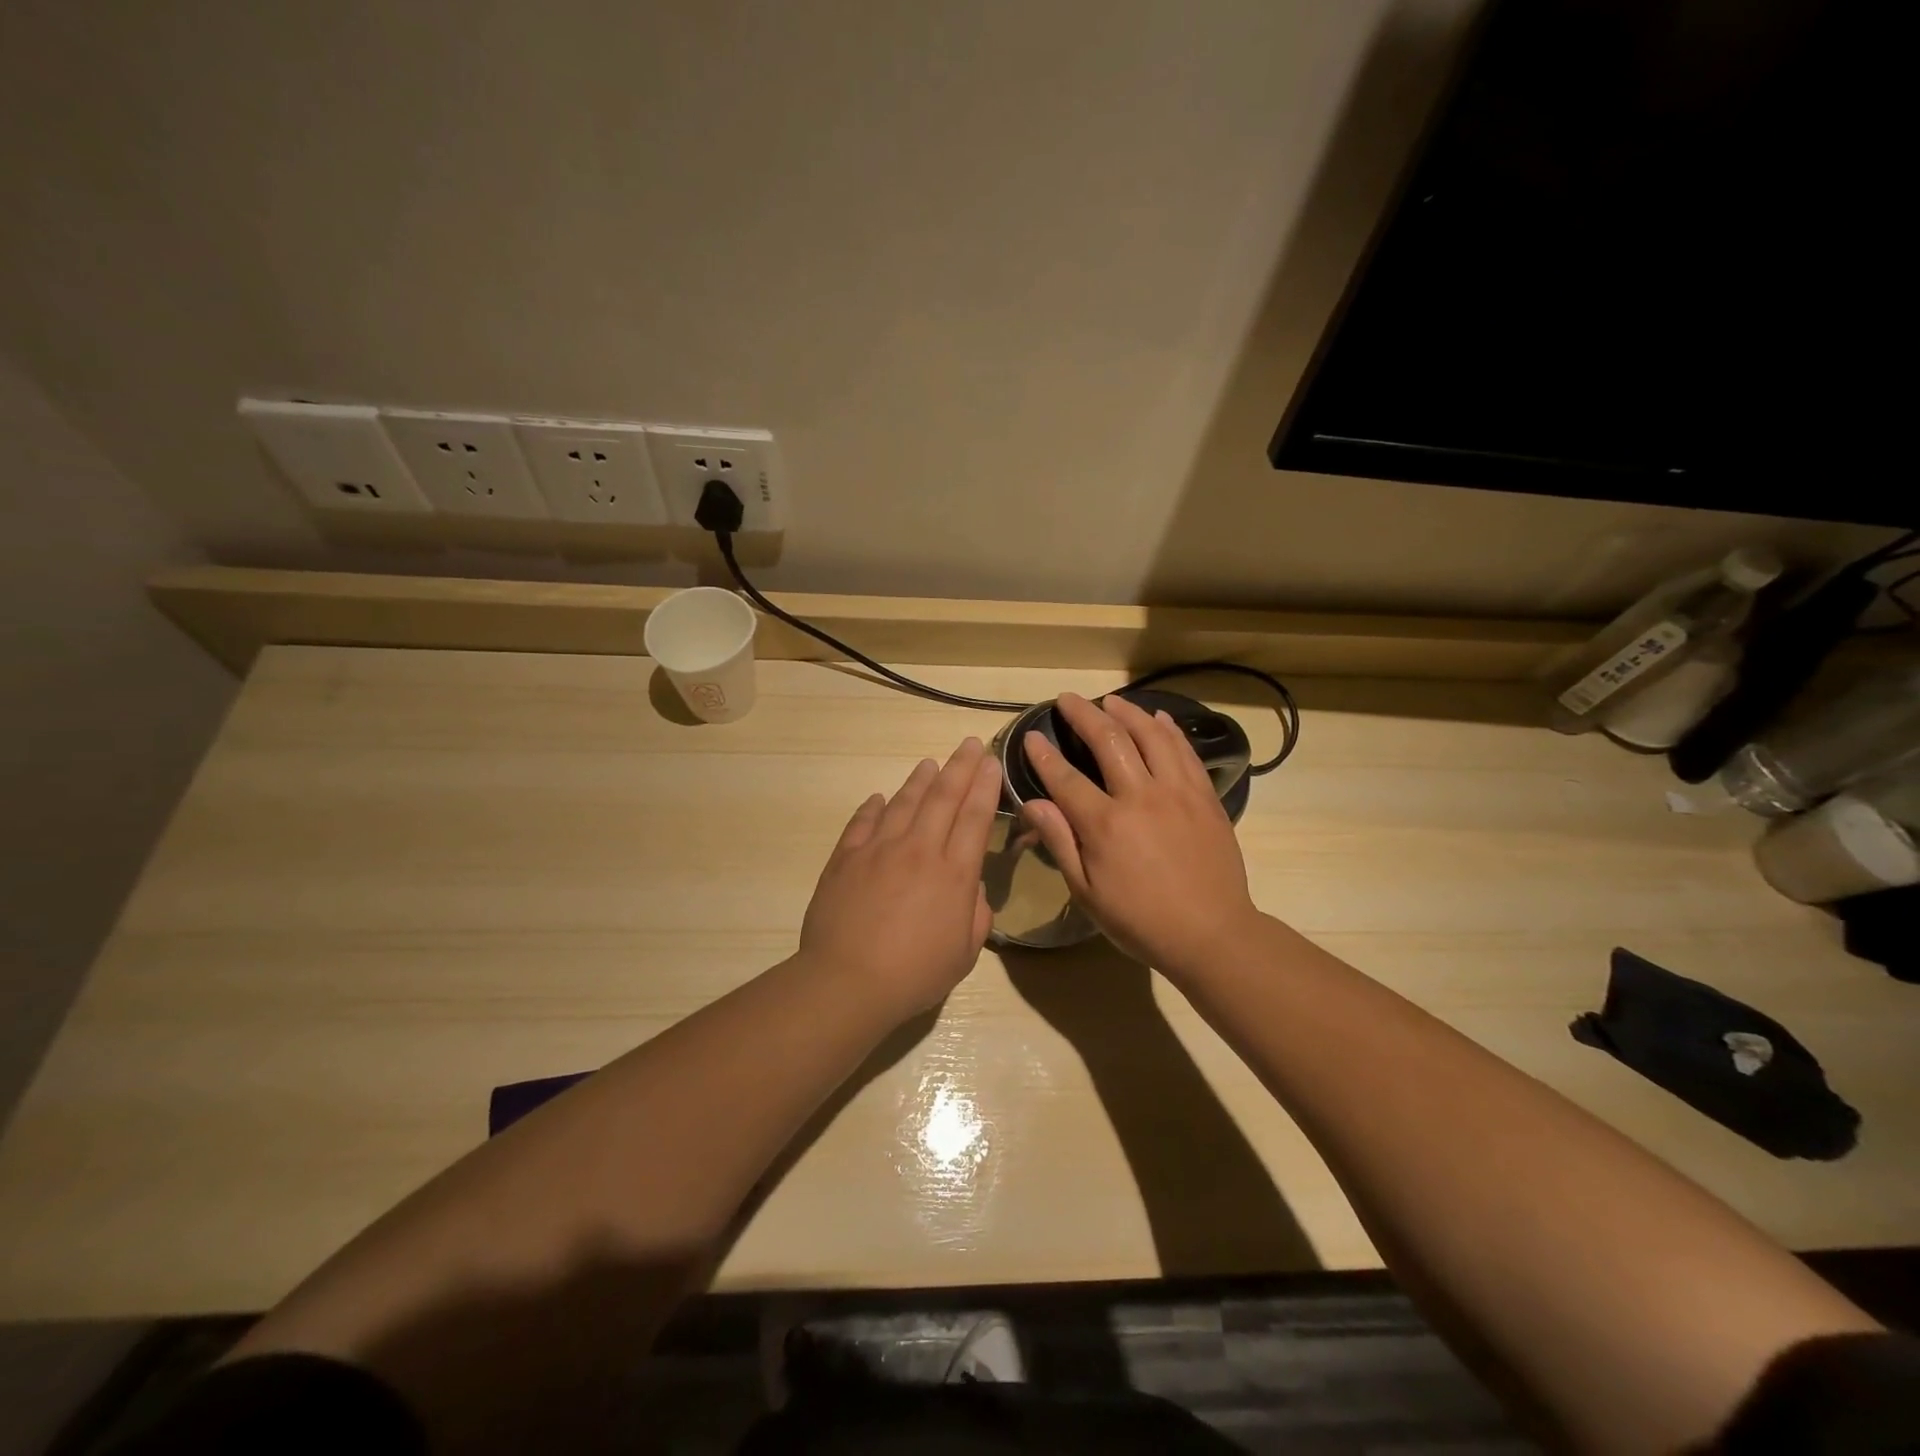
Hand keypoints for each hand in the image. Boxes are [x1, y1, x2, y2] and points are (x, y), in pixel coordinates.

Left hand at [799, 736, 1002, 1018]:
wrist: (847, 982)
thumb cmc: (914, 974)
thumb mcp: (964, 953)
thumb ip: (976, 915)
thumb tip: (972, 888)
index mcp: (954, 873)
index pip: (975, 817)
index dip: (985, 786)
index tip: (991, 762)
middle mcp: (919, 850)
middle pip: (943, 797)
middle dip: (960, 767)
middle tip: (970, 744)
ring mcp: (878, 849)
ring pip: (904, 802)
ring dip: (920, 780)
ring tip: (929, 763)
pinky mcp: (846, 858)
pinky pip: (863, 823)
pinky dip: (874, 807)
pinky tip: (880, 798)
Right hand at [1019, 692, 1262, 975]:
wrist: (1211, 935)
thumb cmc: (1140, 921)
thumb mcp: (1087, 892)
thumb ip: (1060, 842)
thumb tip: (1033, 803)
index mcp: (1105, 824)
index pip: (1065, 777)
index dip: (1043, 755)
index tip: (1030, 736)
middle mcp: (1141, 796)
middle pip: (1108, 740)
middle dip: (1083, 714)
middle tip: (1067, 699)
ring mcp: (1178, 792)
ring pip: (1151, 736)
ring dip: (1127, 712)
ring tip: (1110, 701)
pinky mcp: (1205, 796)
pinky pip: (1185, 752)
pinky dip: (1169, 730)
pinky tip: (1158, 719)